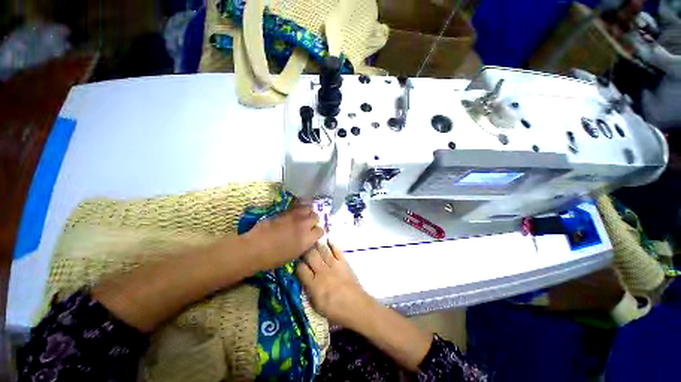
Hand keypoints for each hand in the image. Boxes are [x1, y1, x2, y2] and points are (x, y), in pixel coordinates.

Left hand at [242, 204, 323, 269]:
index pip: (321, 230)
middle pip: (316, 217)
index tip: (313, 235)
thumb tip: (307, 239)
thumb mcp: (294, 255)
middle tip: (307, 225)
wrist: (255, 248)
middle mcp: (304, 225)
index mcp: (308, 239)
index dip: (317, 232)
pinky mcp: (285, 211)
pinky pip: (296, 207)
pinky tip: (293, 213)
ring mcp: (294, 216)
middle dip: (313, 220)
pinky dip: (297, 209)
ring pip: (308, 208)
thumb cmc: (273, 258)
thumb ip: (304, 244)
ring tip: (302, 216)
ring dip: (307, 212)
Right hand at [297, 242, 375, 329]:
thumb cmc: (335, 311)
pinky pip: (336, 250)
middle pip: (311, 255)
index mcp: (314, 285)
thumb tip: (304, 279)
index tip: (298, 264)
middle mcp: (322, 272)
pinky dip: (332, 244)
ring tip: (312, 241)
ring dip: (316, 245)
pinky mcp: (343, 262)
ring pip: (322, 250)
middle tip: (303, 249)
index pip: (301, 269)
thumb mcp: (316, 306)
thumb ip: (309, 291)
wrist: (356, 306)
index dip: (298, 265)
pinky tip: (327, 240)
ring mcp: (334, 265)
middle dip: (305, 251)